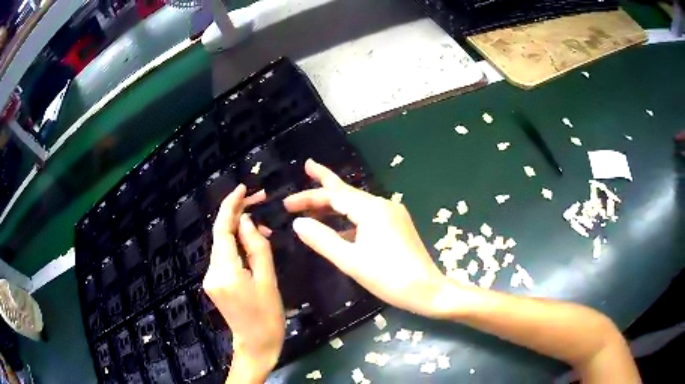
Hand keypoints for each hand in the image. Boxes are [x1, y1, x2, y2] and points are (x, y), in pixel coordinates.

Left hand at [203, 185, 284, 382]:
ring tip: (263, 227)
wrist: (256, 345)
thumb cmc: (268, 316)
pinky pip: (225, 257)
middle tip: (259, 200)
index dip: (230, 206)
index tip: (243, 188)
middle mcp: (211, 271)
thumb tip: (246, 220)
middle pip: (221, 234)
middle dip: (237, 214)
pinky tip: (253, 245)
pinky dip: (237, 246)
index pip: (222, 229)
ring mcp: (210, 278)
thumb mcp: (268, 280)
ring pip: (223, 245)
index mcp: (225, 271)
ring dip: (239, 231)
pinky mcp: (214, 283)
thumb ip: (257, 247)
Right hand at [284, 160, 448, 317]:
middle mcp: (383, 205)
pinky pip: (367, 215)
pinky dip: (349, 217)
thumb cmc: (388, 277)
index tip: (287, 204)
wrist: (427, 290)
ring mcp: (392, 214)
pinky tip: (339, 225)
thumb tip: (299, 223)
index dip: (309, 198)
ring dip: (336, 201)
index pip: (334, 196)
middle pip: (348, 191)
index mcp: (372, 210)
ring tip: (316, 196)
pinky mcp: (396, 225)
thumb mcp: (350, 261)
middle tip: (308, 166)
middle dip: (326, 180)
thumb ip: (322, 240)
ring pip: (358, 203)